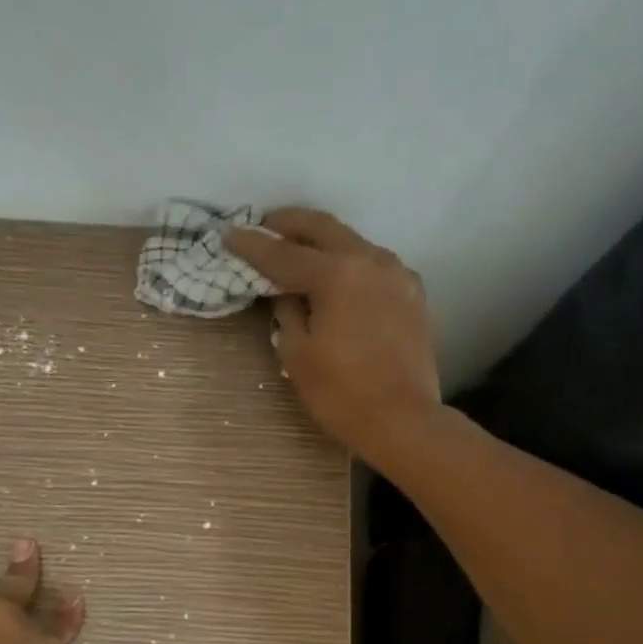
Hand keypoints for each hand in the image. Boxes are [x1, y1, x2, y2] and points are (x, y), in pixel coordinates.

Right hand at [225, 208, 440, 467]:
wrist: (403, 421)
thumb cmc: (341, 393)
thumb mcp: (297, 355)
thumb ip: (287, 313)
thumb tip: (287, 293)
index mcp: (337, 274)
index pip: (283, 253)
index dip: (252, 245)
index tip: (229, 234)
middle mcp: (371, 261)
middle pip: (324, 229)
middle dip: (291, 223)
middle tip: (266, 225)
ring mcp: (398, 275)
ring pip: (353, 244)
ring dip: (323, 242)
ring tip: (299, 250)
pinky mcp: (413, 294)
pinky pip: (374, 267)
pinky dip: (350, 264)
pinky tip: (339, 278)